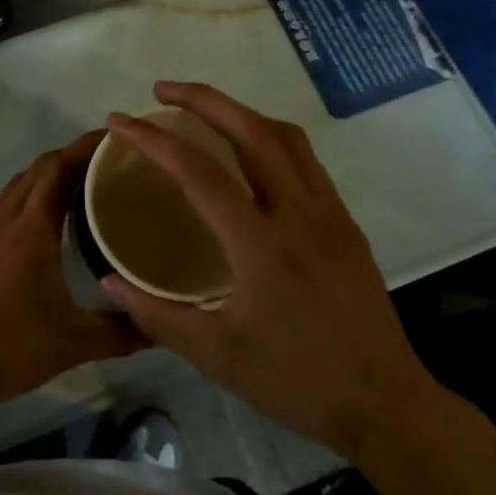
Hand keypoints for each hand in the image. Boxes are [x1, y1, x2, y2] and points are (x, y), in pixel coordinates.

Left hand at [0, 131, 145, 414]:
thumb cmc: (5, 347)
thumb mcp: (71, 344)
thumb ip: (118, 332)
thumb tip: (159, 329)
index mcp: (31, 228)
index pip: (58, 168)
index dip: (84, 147)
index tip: (112, 140)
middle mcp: (3, 218)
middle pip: (37, 169)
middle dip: (70, 158)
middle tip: (104, 166)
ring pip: (16, 187)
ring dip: (44, 179)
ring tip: (75, 191)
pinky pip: (0, 208)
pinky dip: (23, 202)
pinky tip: (36, 230)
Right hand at [100, 82, 439, 459]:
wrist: (385, 404)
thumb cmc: (296, 382)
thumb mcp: (215, 356)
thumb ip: (155, 314)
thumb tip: (109, 279)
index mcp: (260, 244)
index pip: (198, 171)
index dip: (153, 139)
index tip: (121, 121)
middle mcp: (298, 213)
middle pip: (251, 130)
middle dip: (203, 98)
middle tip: (162, 90)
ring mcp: (329, 213)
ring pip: (285, 136)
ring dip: (240, 111)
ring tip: (205, 111)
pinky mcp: (346, 222)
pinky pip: (305, 159)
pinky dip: (269, 137)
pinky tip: (249, 154)